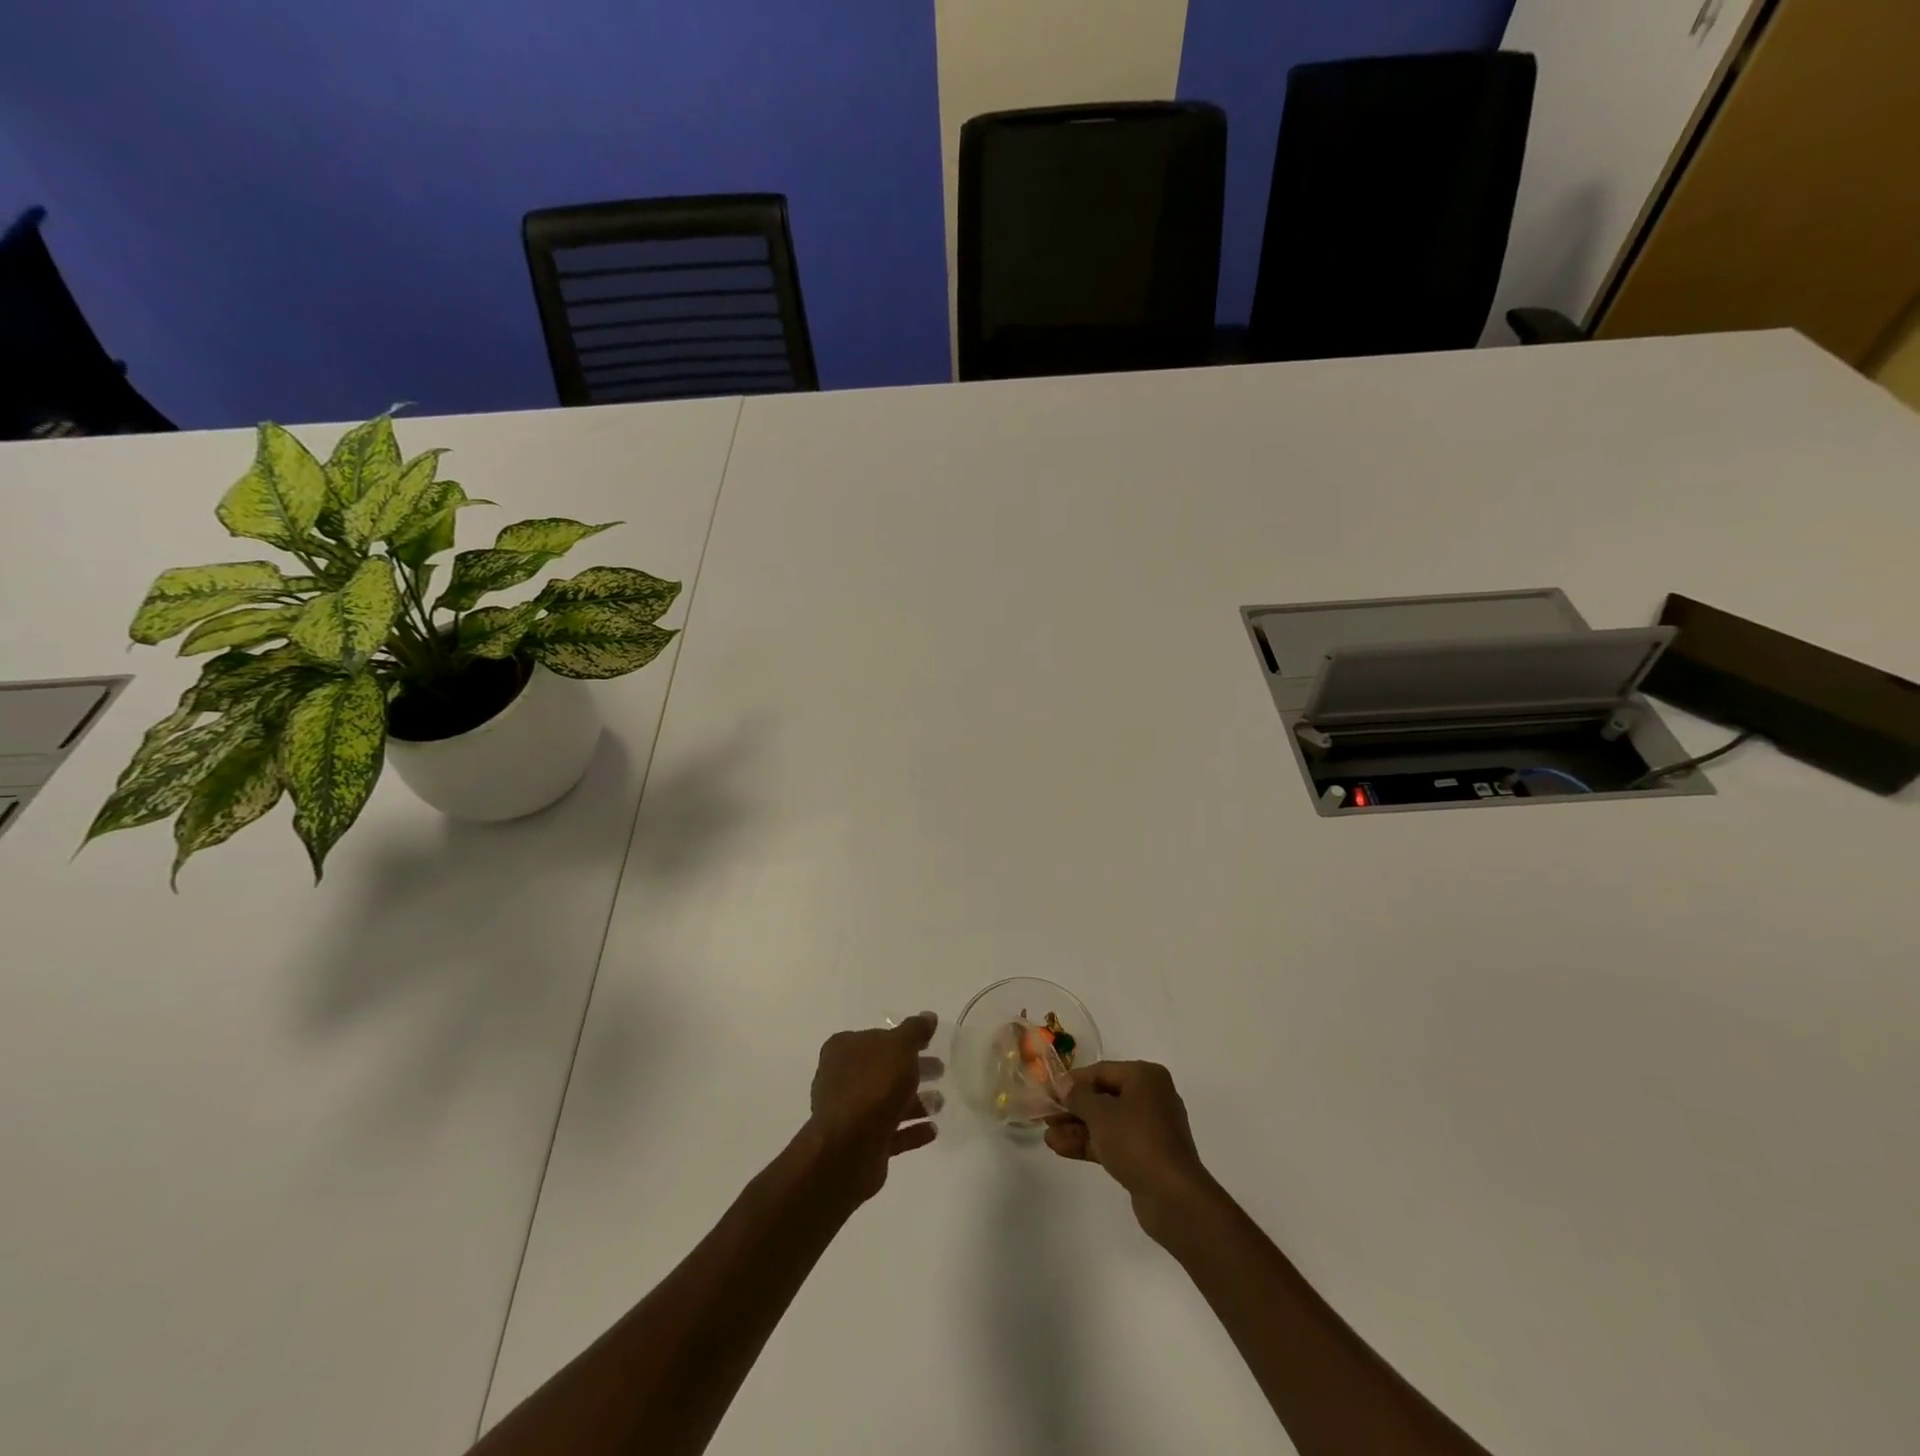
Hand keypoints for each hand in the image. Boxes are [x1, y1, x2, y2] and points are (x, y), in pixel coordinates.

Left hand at [805, 1013, 943, 1205]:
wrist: (848, 1149)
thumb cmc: (872, 1086)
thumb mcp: (900, 1047)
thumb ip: (915, 1030)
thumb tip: (928, 1016)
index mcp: (843, 1050)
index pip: (877, 1038)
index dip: (903, 1040)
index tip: (929, 1045)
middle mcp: (840, 1078)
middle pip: (883, 1069)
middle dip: (913, 1070)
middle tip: (940, 1071)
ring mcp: (849, 1113)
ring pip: (887, 1102)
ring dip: (915, 1102)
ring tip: (940, 1103)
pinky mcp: (859, 1144)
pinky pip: (890, 1132)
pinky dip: (910, 1129)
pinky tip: (932, 1130)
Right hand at [1044, 1061, 1216, 1241]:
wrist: (1172, 1197)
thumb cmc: (1136, 1141)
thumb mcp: (1100, 1114)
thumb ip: (1078, 1097)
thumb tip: (1063, 1085)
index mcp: (1145, 1077)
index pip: (1102, 1071)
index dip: (1072, 1081)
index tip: (1048, 1091)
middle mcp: (1150, 1097)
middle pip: (1103, 1097)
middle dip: (1073, 1108)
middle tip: (1045, 1115)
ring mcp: (1149, 1129)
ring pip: (1106, 1122)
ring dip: (1077, 1128)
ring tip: (1047, 1135)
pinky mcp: (1146, 1156)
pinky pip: (1113, 1142)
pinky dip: (1089, 1143)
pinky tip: (1060, 1148)